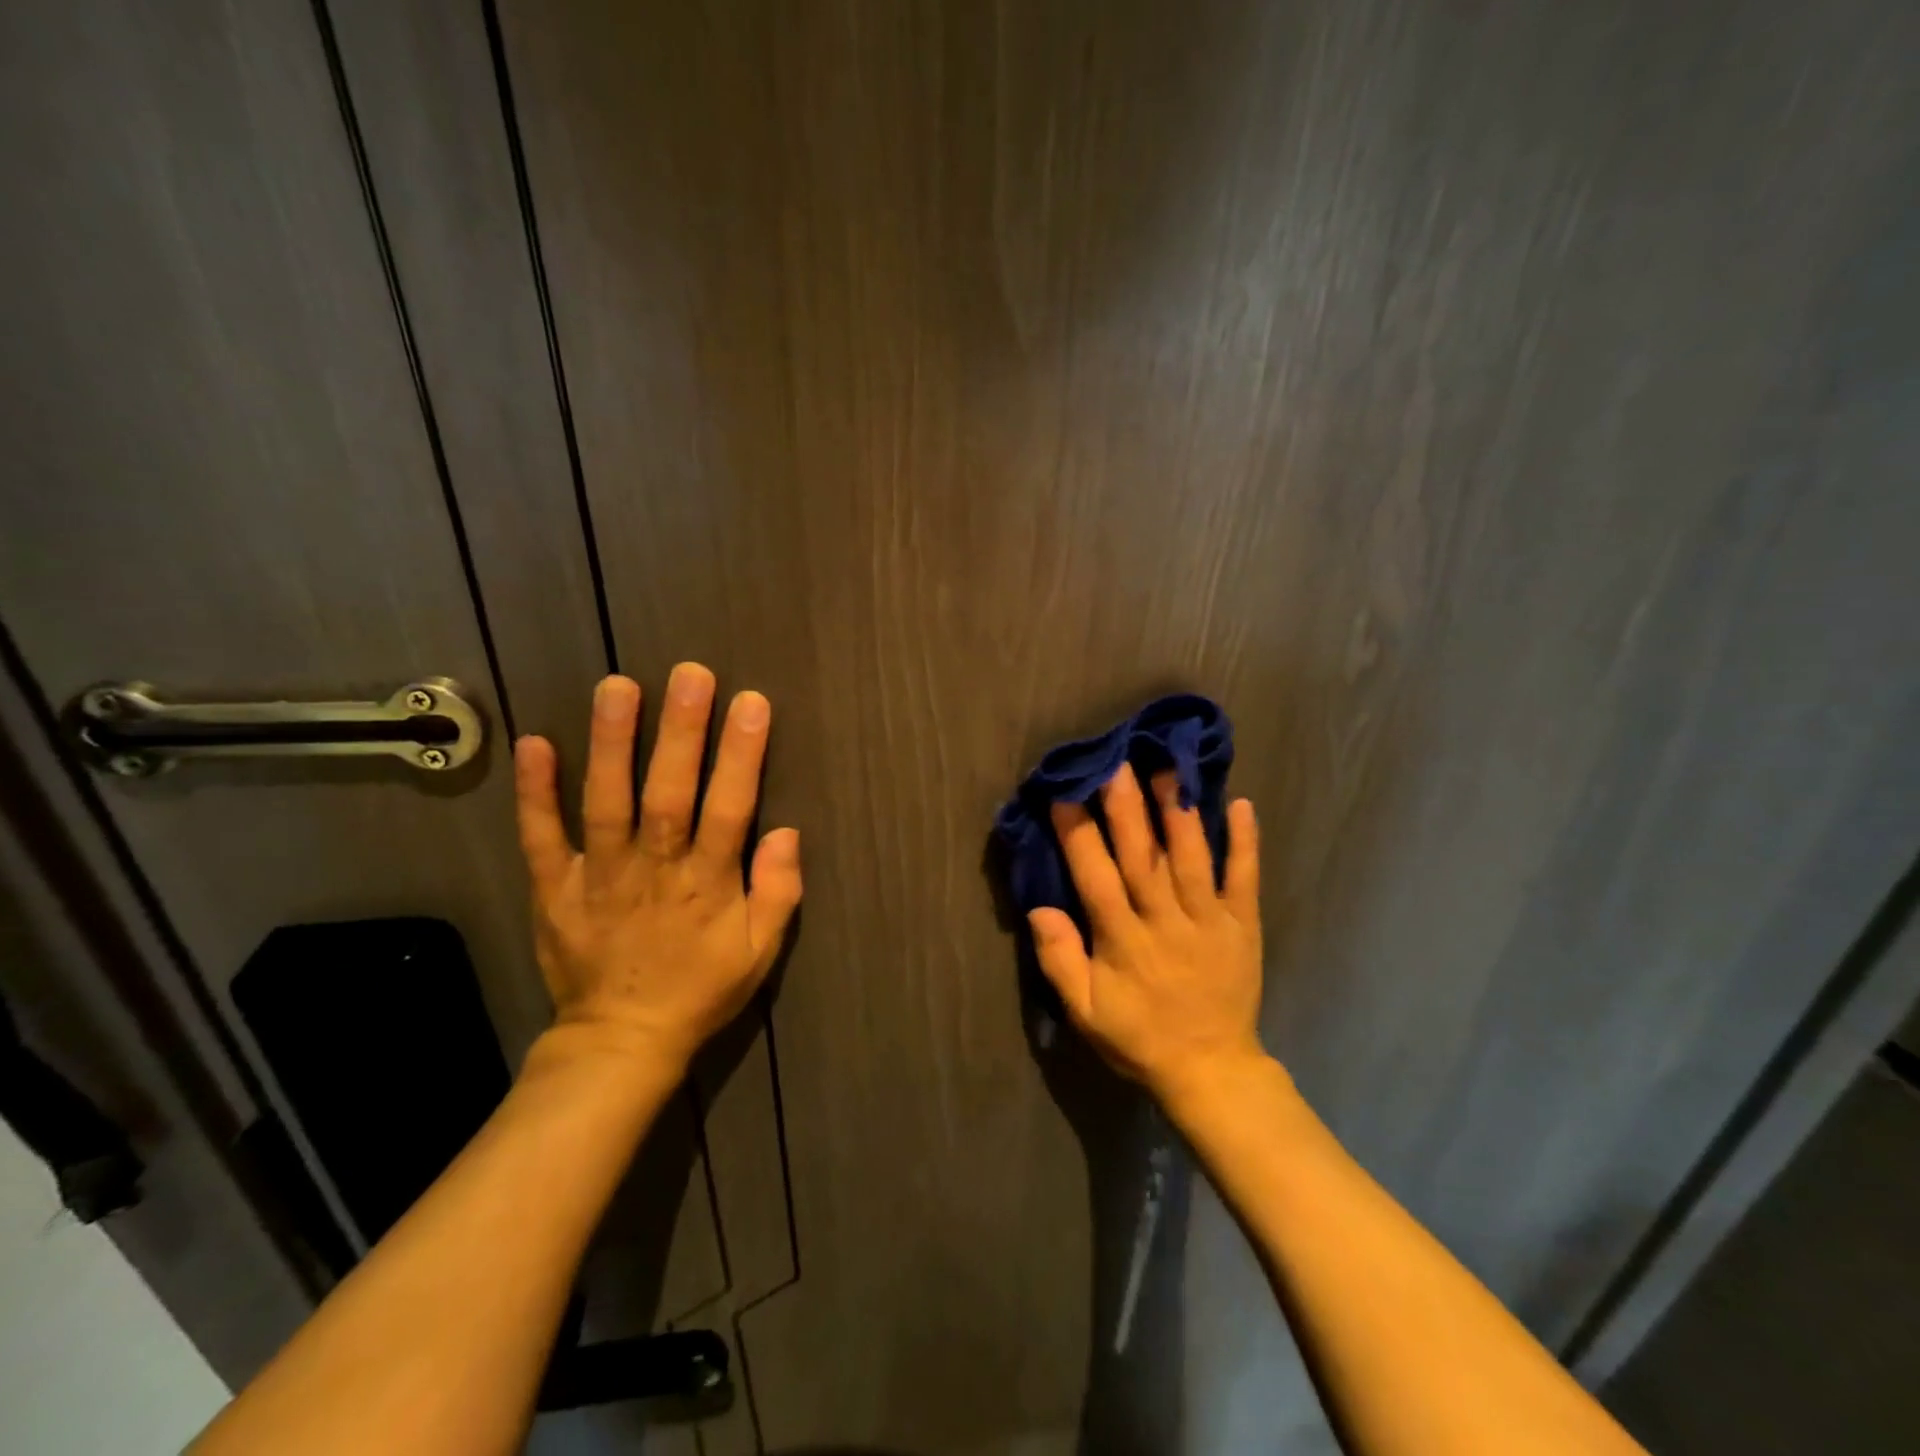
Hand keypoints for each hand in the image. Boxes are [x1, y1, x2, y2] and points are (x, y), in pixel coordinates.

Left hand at [512, 665, 801, 1078]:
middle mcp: (654, 871)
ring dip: (612, 745)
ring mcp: (599, 877)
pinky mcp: (555, 889)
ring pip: (606, 804)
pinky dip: (535, 794)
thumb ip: (779, 893)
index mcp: (707, 885)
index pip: (729, 810)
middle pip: (669, 795)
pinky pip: (542, 838)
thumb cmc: (700, 988)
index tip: (751, 703)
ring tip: (618, 687)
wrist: (622, 1040)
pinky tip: (535, 743)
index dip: (741, 756)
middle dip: (682, 733)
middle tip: (690, 674)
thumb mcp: (761, 953)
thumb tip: (787, 832)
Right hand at [1028, 764, 1265, 1107]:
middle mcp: (1165, 921)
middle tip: (1116, 762)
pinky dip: (1244, 843)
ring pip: (1191, 858)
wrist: (1212, 1070)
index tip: (1064, 793)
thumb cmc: (1140, 1038)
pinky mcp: (1242, 926)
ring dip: (1180, 812)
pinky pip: (1244, 879)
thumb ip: (1061, 961)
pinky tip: (1241, 804)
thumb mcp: (1086, 1013)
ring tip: (1169, 769)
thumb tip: (1039, 909)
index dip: (1078, 834)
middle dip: (1127, 807)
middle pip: (1142, 856)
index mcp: (1123, 940)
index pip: (1096, 877)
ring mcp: (1208, 921)